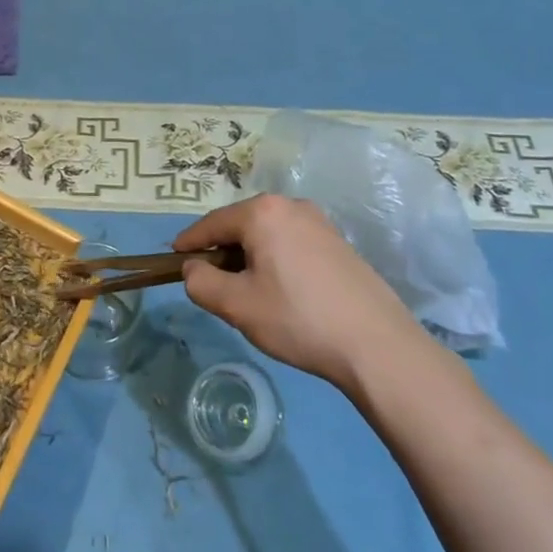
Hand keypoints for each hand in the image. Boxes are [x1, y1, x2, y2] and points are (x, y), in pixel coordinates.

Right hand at [175, 194, 420, 386]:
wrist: (378, 346)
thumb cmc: (298, 319)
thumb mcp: (237, 306)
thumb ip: (201, 282)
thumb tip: (193, 268)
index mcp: (262, 212)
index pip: (212, 223)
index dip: (190, 242)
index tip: (174, 258)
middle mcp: (291, 205)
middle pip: (241, 224)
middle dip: (222, 250)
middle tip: (212, 283)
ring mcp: (319, 222)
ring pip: (267, 234)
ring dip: (250, 256)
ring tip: (247, 291)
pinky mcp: (338, 242)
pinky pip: (292, 242)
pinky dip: (276, 259)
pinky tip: (282, 291)